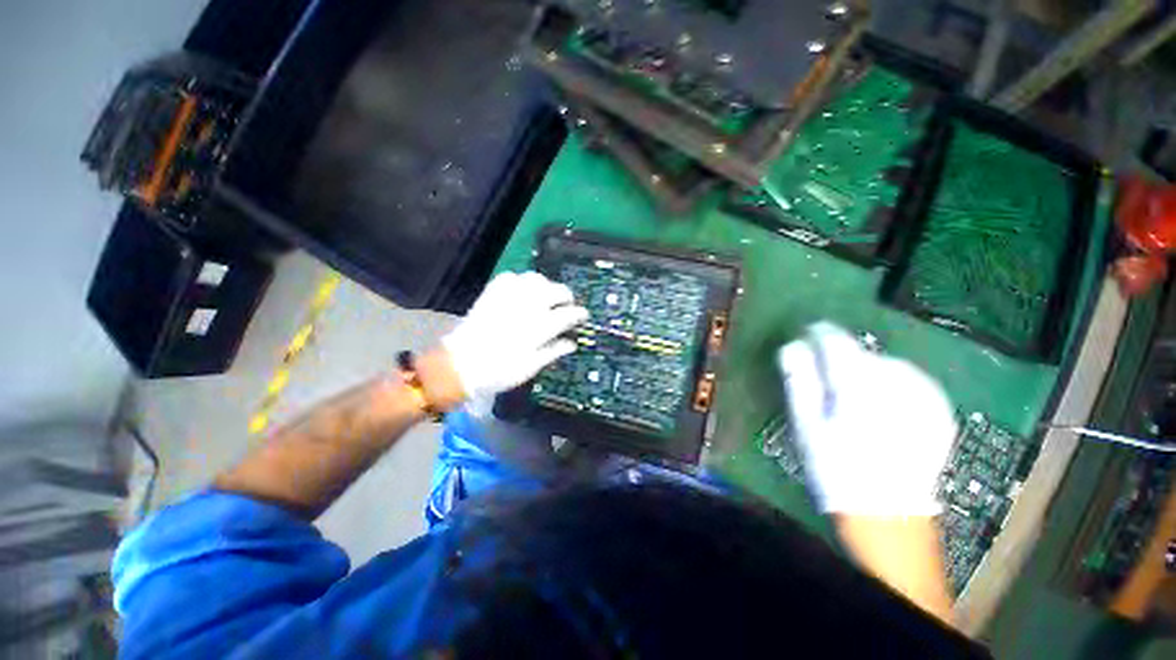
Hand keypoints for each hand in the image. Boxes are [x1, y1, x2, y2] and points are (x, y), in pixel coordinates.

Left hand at [442, 272, 588, 412]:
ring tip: (545, 297)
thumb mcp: (531, 366)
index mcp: (540, 327)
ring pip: (536, 279)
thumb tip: (572, 343)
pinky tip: (522, 292)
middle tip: (566, 305)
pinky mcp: (493, 293)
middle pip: (557, 290)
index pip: (569, 314)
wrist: (460, 364)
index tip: (583, 316)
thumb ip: (554, 351)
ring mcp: (509, 296)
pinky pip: (512, 277)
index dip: (579, 314)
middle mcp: (528, 306)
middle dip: (566, 296)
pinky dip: (521, 281)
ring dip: (546, 286)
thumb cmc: (499, 371)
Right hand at [778, 322, 955, 515]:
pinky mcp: (940, 409)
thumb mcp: (806, 423)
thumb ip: (800, 379)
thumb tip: (793, 345)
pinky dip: (892, 384)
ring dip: (868, 371)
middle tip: (829, 384)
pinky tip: (884, 406)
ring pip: (887, 364)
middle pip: (862, 352)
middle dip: (842, 359)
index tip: (807, 336)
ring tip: (857, 398)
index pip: (836, 340)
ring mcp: (925, 394)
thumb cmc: (836, 466)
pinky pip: (911, 380)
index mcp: (858, 384)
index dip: (818, 333)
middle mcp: (897, 381)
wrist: (889, 514)